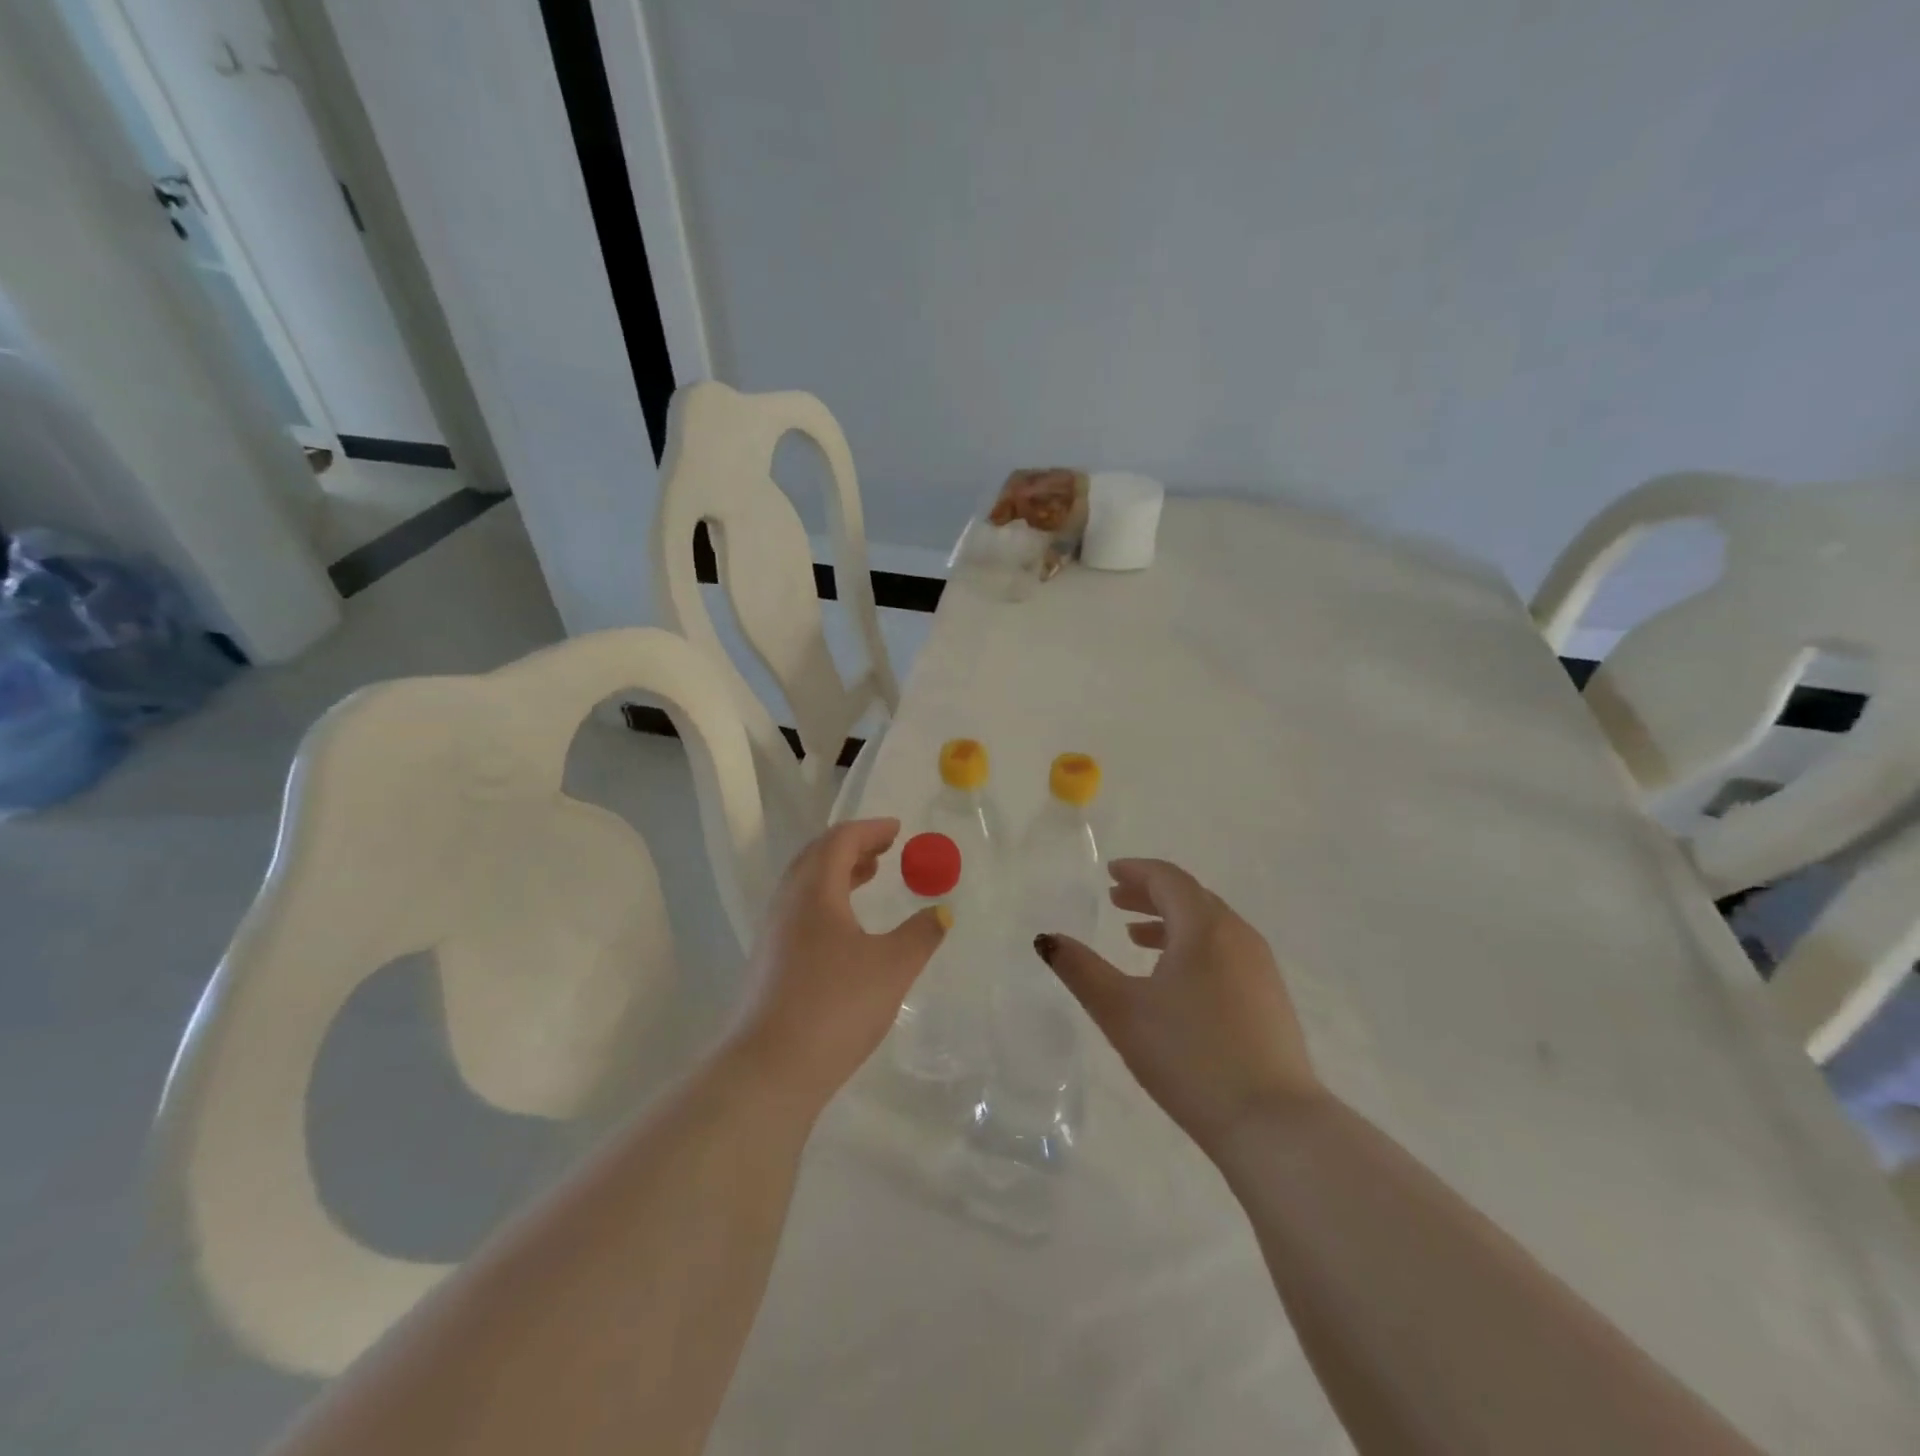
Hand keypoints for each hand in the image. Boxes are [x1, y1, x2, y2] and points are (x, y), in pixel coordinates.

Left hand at [729, 819, 947, 1107]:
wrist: (769, 1069)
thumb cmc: (836, 1005)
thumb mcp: (892, 967)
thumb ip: (921, 934)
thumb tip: (942, 911)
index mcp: (815, 890)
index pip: (840, 841)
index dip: (870, 829)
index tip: (897, 830)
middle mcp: (788, 902)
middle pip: (817, 856)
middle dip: (852, 846)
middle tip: (884, 849)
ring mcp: (773, 933)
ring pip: (805, 884)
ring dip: (837, 872)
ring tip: (867, 877)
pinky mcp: (769, 962)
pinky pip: (800, 910)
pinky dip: (826, 899)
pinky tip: (846, 927)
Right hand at [1036, 859, 1321, 1154]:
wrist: (1272, 1124)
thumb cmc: (1188, 1056)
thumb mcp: (1121, 1011)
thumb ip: (1081, 970)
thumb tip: (1047, 939)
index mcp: (1204, 927)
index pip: (1168, 879)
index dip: (1137, 871)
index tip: (1111, 873)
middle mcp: (1238, 935)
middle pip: (1191, 898)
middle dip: (1150, 895)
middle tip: (1116, 901)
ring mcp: (1261, 967)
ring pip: (1211, 926)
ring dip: (1172, 922)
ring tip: (1137, 938)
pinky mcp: (1271, 998)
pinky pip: (1226, 951)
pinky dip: (1194, 947)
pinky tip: (1176, 980)